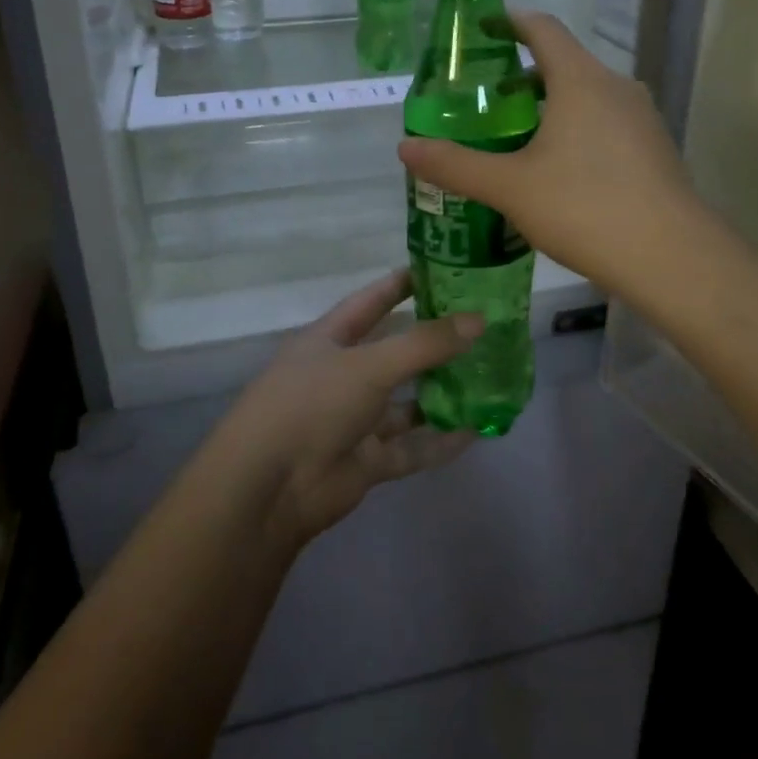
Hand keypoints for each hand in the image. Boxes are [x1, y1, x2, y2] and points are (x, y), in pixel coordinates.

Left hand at [217, 270, 480, 549]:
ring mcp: (354, 420)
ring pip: (406, 402)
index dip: (400, 285)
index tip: (440, 271)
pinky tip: (477, 431)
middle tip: (483, 328)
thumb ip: (424, 344)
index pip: (370, 302)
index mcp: (330, 340)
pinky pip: (411, 447)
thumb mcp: (369, 365)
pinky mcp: (366, 461)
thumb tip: (478, 319)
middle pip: (394, 352)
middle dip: (433, 343)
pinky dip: (440, 440)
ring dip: (442, 393)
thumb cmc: (312, 404)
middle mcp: (342, 375)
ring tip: (489, 379)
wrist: (268, 487)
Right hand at [397, 12, 703, 299]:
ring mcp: (642, 118)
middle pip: (564, 63)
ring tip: (515, 139)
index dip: (509, 21)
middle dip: (522, 76)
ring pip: (587, 97)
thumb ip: (455, 165)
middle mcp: (615, 87)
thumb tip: (405, 148)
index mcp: (580, 79)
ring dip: (550, 107)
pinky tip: (558, 172)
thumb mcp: (509, 187)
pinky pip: (606, 124)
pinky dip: (576, 131)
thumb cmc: (584, 207)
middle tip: (484, 102)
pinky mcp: (655, 149)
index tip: (481, 30)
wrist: (671, 257)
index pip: (542, 28)